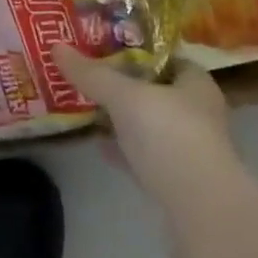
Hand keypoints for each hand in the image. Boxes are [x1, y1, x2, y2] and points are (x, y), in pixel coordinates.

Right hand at [56, 47, 245, 214]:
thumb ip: (92, 74)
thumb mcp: (125, 96)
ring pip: (149, 126)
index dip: (136, 50)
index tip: (103, 46)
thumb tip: (56, 47)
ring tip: (87, 107)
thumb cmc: (170, 136)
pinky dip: (123, 150)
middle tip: (88, 75)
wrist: (201, 212)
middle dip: (124, 86)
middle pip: (155, 91)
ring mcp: (189, 151)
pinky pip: (144, 156)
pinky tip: (97, 145)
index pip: (166, 57)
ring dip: (122, 120)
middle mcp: (198, 113)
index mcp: (196, 84)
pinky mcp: (177, 183)